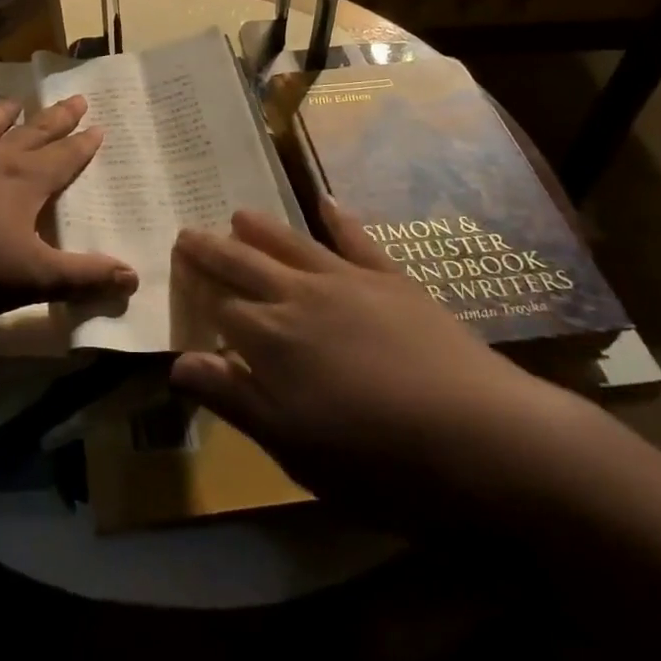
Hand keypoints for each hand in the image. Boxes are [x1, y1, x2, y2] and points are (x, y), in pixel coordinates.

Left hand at [0, 95, 138, 320]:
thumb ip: (84, 276)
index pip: (64, 157)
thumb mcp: (36, 278)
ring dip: (3, 113)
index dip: (83, 144)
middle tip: (76, 98)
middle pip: (33, 133)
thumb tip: (134, 277)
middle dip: (57, 117)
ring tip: (16, 100)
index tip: (98, 126)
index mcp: (26, 182)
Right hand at [170, 197, 604, 522]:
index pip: (219, 307)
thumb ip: (233, 399)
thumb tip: (178, 362)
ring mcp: (346, 280)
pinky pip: (356, 238)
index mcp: (270, 338)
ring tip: (237, 213)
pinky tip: (326, 200)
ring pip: (289, 242)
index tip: (179, 284)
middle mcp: (298, 296)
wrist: (482, 438)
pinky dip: (337, 216)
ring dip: (259, 227)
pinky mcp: (391, 278)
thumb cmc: (378, 460)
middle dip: (210, 249)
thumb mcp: (293, 447)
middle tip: (186, 233)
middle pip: (242, 263)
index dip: (197, 295)